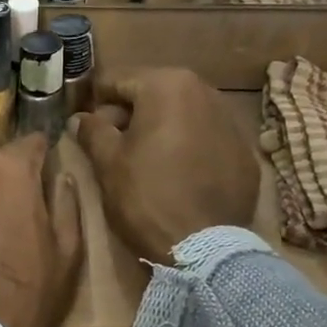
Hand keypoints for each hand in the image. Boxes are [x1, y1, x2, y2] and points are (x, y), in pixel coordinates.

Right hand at [71, 68, 258, 261]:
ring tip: (146, 162)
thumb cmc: (146, 196)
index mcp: (167, 85)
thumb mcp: (108, 162)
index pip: (118, 80)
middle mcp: (206, 91)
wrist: (204, 246)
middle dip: (131, 115)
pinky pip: (207, 139)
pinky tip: (179, 176)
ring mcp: (232, 121)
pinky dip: (190, 149)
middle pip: (154, 94)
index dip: (96, 102)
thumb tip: (81, 117)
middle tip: (113, 146)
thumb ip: (92, 131)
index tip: (85, 124)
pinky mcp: (246, 152)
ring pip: (183, 115)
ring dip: (162, 130)